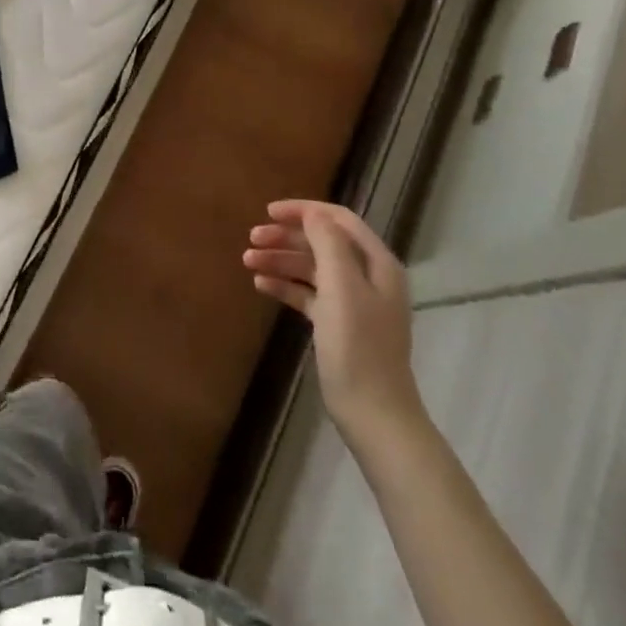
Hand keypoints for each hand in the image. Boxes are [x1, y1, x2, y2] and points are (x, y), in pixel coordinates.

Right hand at [244, 200, 426, 459]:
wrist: (373, 413)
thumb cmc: (357, 346)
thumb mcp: (342, 287)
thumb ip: (328, 244)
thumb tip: (312, 214)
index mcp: (377, 263)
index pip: (339, 220)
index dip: (304, 211)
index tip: (268, 212)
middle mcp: (367, 277)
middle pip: (322, 242)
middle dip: (287, 237)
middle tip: (252, 238)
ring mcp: (352, 302)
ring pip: (311, 268)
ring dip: (281, 260)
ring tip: (248, 262)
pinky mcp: (337, 325)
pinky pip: (308, 294)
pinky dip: (285, 286)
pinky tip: (261, 285)